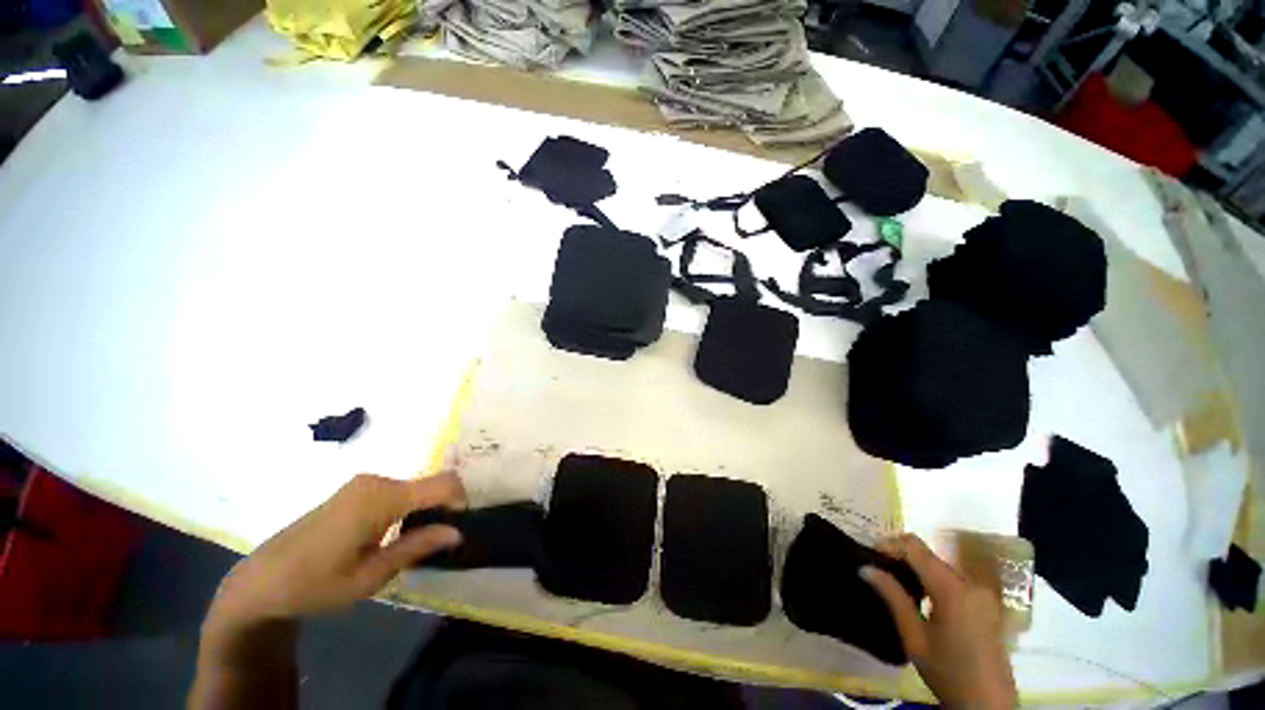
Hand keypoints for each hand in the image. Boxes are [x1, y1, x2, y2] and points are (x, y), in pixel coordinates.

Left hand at [206, 472, 465, 634]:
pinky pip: (398, 490)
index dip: (461, 499)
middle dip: (442, 508)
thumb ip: (417, 548)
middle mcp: (377, 481)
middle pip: (430, 484)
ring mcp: (365, 483)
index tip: (461, 525)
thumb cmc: (315, 583)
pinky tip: (394, 534)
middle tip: (439, 541)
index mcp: (382, 498)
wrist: (262, 581)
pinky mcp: (356, 489)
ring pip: (415, 488)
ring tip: (418, 541)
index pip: (443, 483)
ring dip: (425, 509)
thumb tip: (458, 532)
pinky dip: (408, 507)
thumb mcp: (371, 576)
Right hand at [862, 533, 1016, 709]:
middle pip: (929, 555)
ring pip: (940, 566)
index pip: (915, 547)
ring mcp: (982, 593)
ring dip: (917, 568)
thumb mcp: (914, 637)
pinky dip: (932, 579)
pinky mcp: (986, 603)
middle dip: (902, 557)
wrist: (988, 704)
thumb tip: (866, 568)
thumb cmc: (948, 671)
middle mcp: (970, 583)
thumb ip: (893, 597)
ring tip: (895, 581)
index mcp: (952, 588)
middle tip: (879, 569)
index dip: (890, 544)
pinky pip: (953, 579)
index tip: (870, 554)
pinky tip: (921, 596)